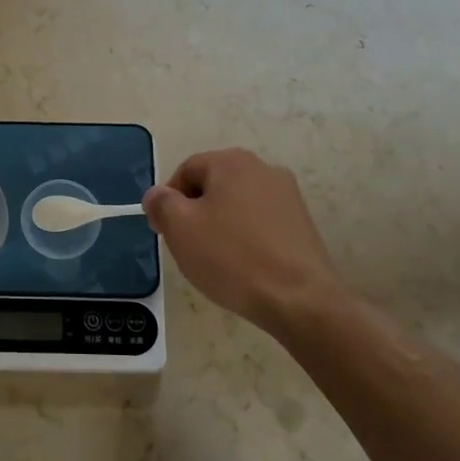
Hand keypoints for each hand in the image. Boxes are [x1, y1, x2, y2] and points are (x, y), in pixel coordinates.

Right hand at [142, 148, 350, 337]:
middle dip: (195, 213)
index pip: (185, 171)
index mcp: (231, 162)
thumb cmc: (232, 257)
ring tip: (217, 261)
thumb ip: (161, 203)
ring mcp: (288, 195)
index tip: (165, 232)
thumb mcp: (180, 228)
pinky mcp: (302, 223)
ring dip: (220, 226)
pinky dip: (246, 238)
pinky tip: (244, 266)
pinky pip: (260, 223)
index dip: (168, 201)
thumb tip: (157, 195)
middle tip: (188, 247)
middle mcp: (263, 168)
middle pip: (213, 185)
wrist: (299, 299)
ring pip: (237, 205)